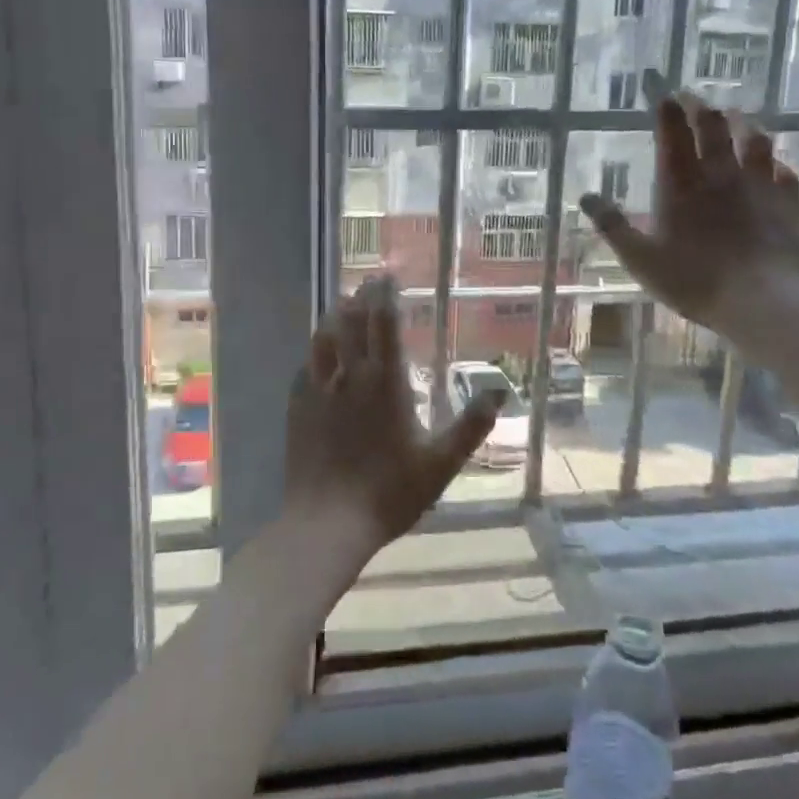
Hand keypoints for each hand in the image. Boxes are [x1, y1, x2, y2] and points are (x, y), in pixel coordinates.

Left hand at [283, 276, 503, 559]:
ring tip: (343, 305)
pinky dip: (316, 349)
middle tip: (369, 282)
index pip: (383, 323)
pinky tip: (319, 354)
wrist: (327, 523)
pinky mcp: (297, 408)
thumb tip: (501, 391)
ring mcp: (318, 390)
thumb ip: (471, 425)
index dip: (386, 295)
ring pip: (324, 337)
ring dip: (335, 315)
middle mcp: (349, 375)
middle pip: (352, 321)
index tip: (387, 275)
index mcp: (385, 382)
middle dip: (362, 296)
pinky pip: (306, 366)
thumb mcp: (441, 463)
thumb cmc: (389, 492)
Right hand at [579, 92, 798, 344]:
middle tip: (691, 97)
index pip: (672, 133)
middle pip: (712, 125)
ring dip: (741, 122)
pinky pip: (783, 170)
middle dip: (699, 106)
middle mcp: (720, 174)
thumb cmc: (694, 281)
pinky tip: (772, 164)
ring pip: (753, 139)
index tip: (661, 93)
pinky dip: (773, 161)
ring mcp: (759, 185)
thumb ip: (613, 226)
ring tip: (734, 116)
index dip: (666, 109)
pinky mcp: (787, 202)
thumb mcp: (640, 259)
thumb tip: (587, 197)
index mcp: (681, 184)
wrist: (762, 302)